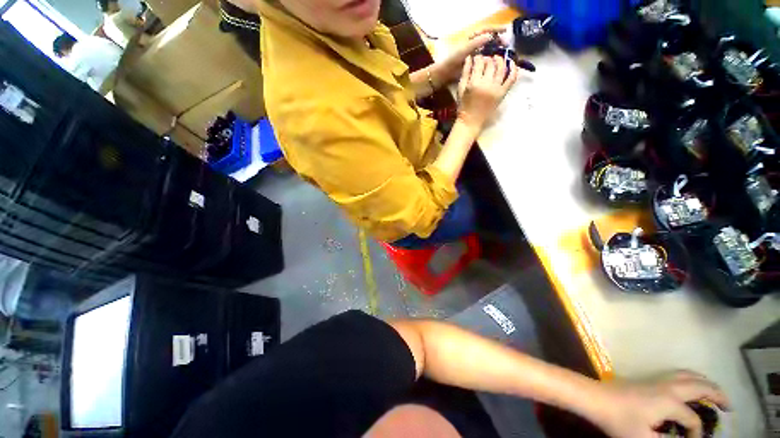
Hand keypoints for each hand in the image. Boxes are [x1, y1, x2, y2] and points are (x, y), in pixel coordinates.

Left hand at [433, 27, 507, 83]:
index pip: (486, 30)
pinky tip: (497, 63)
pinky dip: (492, 60)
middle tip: (506, 44)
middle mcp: (475, 45)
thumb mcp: (464, 50)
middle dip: (499, 40)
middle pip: (490, 39)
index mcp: (472, 39)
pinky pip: (486, 59)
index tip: (505, 30)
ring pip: (489, 49)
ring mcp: (475, 55)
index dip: (496, 29)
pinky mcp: (475, 64)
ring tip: (503, 53)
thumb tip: (489, 36)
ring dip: (497, 50)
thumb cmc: (452, 60)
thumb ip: (476, 43)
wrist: (445, 74)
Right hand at [456, 55, 518, 130]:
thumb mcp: (460, 89)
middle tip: (487, 59)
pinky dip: (514, 69)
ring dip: (501, 60)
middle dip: (489, 58)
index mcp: (474, 83)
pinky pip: (511, 79)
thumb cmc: (463, 106)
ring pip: (502, 68)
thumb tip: (469, 57)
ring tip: (497, 59)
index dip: (479, 57)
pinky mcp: (502, 93)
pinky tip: (512, 63)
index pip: (479, 63)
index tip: (477, 57)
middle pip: (491, 64)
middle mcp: (487, 84)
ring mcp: (496, 88)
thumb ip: (465, 73)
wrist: (471, 121)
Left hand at [589, 371, 730, 437]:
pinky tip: (690, 386)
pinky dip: (690, 378)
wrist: (595, 398)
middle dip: (718, 394)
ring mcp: (657, 380)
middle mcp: (668, 387)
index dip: (696, 434)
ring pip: (688, 375)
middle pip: (699, 385)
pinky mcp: (648, 379)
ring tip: (715, 393)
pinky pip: (676, 375)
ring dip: (705, 382)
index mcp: (669, 402)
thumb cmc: (618, 420)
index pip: (693, 420)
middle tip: (729, 406)